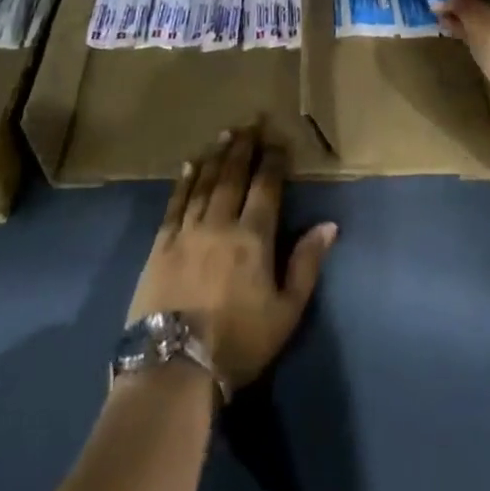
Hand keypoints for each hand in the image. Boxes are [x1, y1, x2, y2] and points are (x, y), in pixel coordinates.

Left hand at [127, 129, 337, 394]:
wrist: (173, 368)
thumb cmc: (238, 342)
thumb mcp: (286, 311)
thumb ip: (306, 264)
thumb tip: (329, 225)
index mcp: (254, 237)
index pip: (266, 187)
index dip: (273, 161)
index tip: (278, 140)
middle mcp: (220, 223)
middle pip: (233, 176)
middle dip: (244, 148)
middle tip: (250, 122)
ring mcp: (187, 231)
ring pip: (205, 183)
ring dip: (217, 157)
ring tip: (225, 134)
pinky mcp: (160, 245)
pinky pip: (175, 204)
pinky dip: (184, 182)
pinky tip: (189, 166)